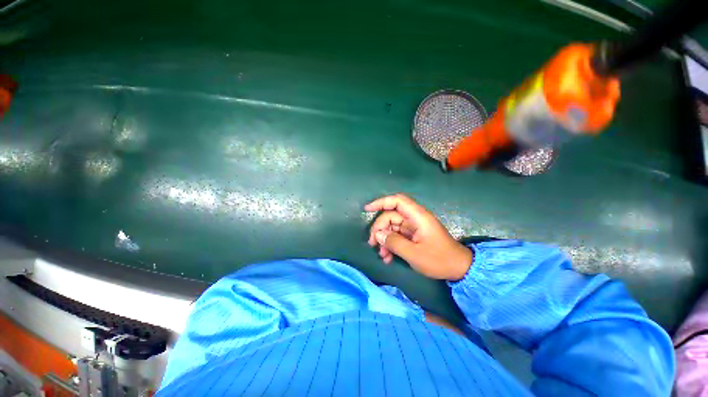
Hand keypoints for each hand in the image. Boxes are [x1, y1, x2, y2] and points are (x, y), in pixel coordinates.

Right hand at [365, 194, 472, 280]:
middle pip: (391, 216)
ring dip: (385, 239)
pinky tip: (388, 257)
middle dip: (379, 229)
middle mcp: (415, 219)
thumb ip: (393, 242)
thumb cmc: (439, 260)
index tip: (367, 209)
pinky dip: (391, 244)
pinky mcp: (414, 236)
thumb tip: (378, 235)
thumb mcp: (414, 253)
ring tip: (382, 255)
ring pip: (392, 227)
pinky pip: (398, 236)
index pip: (397, 201)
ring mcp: (414, 227)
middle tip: (372, 244)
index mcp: (417, 216)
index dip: (381, 202)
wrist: (459, 269)